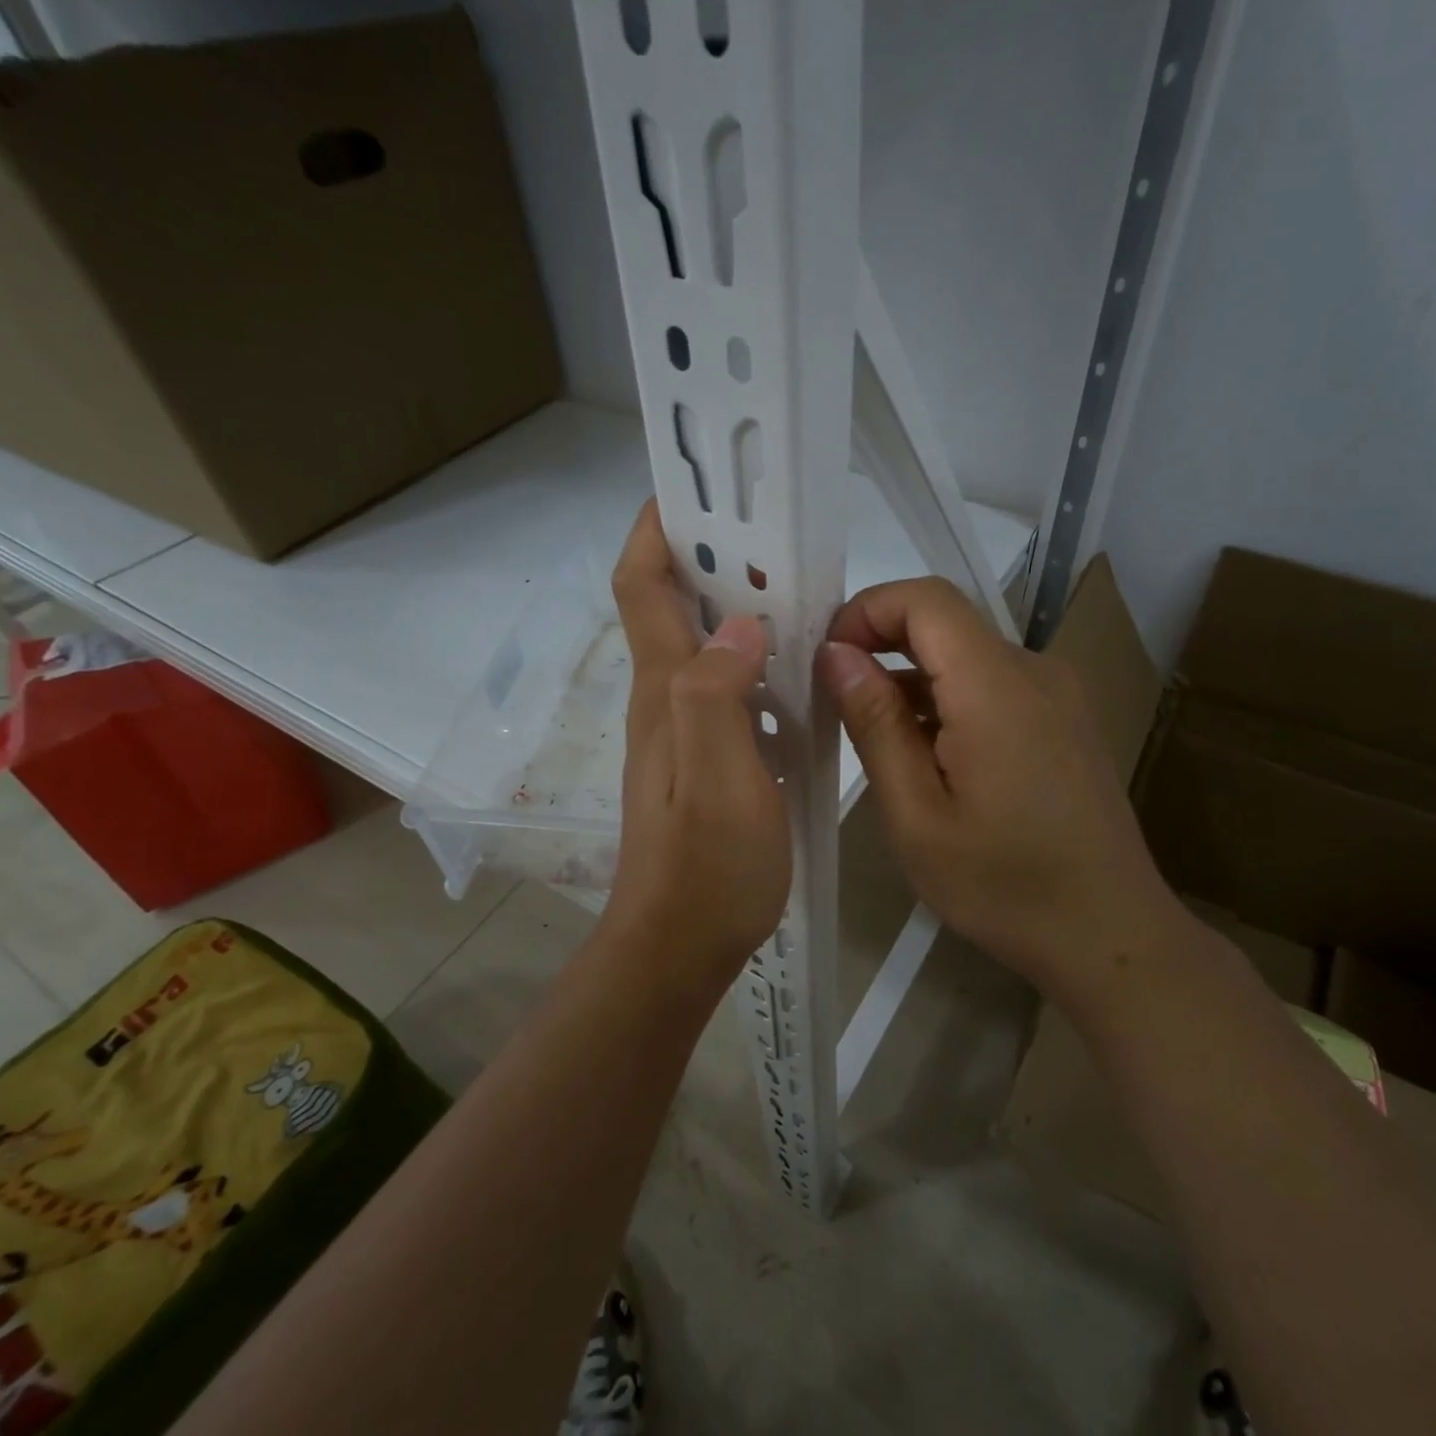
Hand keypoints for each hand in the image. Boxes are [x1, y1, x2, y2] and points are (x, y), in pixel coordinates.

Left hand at [599, 502, 791, 990]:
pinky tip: (794, 666)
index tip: (695, 491)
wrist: (680, 944)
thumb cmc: (707, 867)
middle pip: (669, 606)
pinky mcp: (704, 757)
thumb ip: (718, 697)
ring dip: (734, 605)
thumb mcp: (720, 780)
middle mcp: (665, 698)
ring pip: (701, 645)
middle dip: (707, 556)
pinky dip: (752, 657)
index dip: (656, 530)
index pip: (642, 587)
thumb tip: (737, 624)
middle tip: (769, 532)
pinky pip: (724, 686)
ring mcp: (682, 729)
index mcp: (665, 691)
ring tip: (793, 586)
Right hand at [817, 578, 1178, 996]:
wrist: (1112, 936)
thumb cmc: (1004, 886)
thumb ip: (876, 724)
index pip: (926, 599)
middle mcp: (1034, 672)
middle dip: (880, 645)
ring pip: (966, 656)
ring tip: (872, 738)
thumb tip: (836, 654)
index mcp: (997, 688)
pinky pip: (992, 685)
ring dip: (911, 679)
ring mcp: (1057, 695)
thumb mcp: (917, 815)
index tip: (826, 660)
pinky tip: (924, 756)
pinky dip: (946, 700)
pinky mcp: (1063, 719)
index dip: (866, 610)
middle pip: (946, 623)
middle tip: (833, 700)